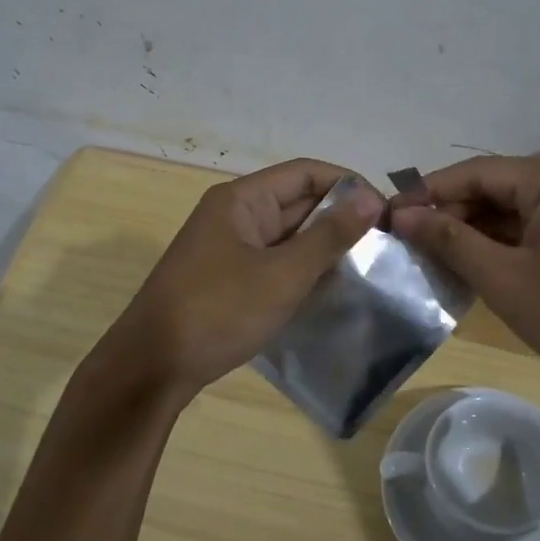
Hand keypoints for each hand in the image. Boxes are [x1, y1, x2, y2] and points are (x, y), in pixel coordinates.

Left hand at [108, 158, 383, 393]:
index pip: (306, 173)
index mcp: (242, 200)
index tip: (386, 213)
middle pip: (297, 202)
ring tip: (368, 268)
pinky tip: (332, 290)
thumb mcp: (282, 274)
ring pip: (288, 236)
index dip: (348, 185)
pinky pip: (275, 263)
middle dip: (340, 219)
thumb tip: (370, 199)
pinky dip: (303, 271)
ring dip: (324, 248)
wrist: (153, 367)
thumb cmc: (218, 311)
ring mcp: (229, 249)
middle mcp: (235, 215)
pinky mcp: (229, 279)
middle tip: (385, 245)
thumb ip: (329, 236)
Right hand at [390, 155, 539, 389]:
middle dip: (450, 214)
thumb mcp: (505, 279)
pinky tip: (472, 265)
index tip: (388, 217)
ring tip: (431, 257)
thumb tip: (403, 216)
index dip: (427, 193)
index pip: (474, 172)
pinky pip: (532, 228)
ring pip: (512, 210)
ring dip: (473, 231)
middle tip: (407, 243)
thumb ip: (450, 241)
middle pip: (494, 188)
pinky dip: (501, 244)